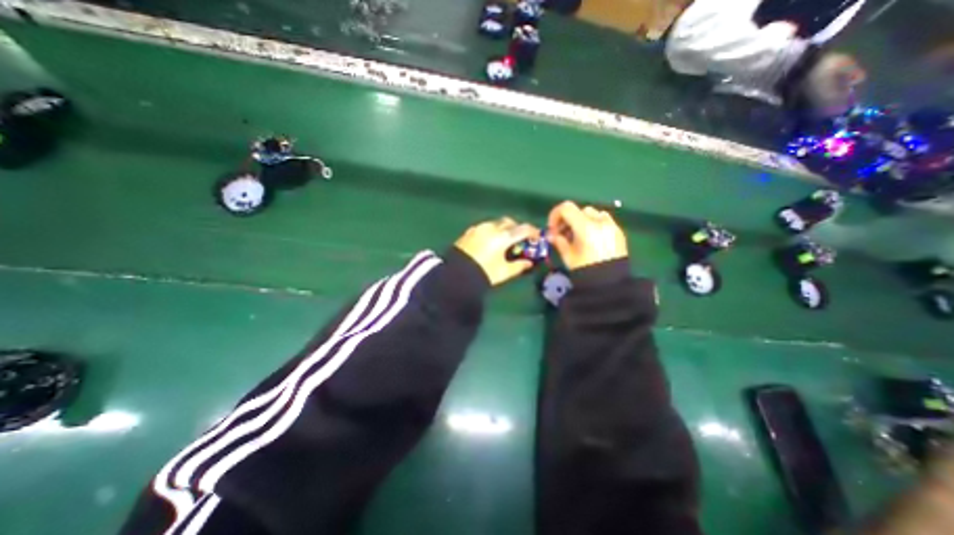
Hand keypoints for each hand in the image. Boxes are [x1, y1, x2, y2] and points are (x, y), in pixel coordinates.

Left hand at [451, 215, 534, 285]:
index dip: (533, 232)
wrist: (456, 275)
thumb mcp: (504, 272)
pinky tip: (489, 243)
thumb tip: (529, 263)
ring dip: (503, 229)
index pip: (523, 229)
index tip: (537, 237)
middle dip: (516, 229)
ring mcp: (478, 228)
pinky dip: (491, 231)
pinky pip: (484, 227)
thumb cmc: (484, 273)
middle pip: (509, 222)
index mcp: (503, 237)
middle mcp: (491, 228)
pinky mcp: (469, 232)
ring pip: (496, 223)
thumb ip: (519, 266)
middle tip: (519, 240)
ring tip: (503, 242)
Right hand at [545, 200, 628, 269]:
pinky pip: (603, 220)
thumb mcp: (567, 256)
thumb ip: (558, 241)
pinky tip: (590, 239)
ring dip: (581, 220)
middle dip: (568, 220)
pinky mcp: (618, 231)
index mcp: (585, 226)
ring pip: (592, 213)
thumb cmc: (586, 269)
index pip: (566, 208)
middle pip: (579, 210)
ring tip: (577, 236)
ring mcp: (611, 225)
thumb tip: (551, 235)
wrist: (610, 283)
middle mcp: (600, 221)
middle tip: (562, 234)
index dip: (555, 215)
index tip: (552, 228)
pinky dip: (593, 224)